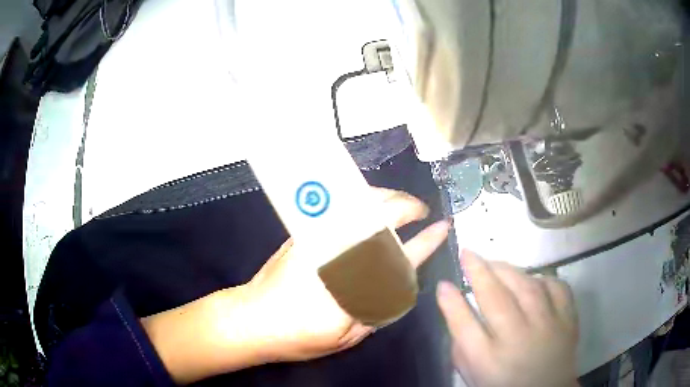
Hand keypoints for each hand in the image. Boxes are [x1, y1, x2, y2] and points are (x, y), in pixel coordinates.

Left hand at [243, 187, 450, 361]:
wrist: (253, 318)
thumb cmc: (298, 335)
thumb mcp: (346, 336)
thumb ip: (377, 309)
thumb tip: (397, 284)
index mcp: (355, 283)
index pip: (402, 255)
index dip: (427, 241)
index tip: (442, 227)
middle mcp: (339, 251)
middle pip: (381, 215)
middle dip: (407, 205)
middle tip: (421, 210)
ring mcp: (319, 235)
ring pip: (361, 202)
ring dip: (386, 196)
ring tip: (400, 203)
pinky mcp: (303, 231)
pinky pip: (339, 204)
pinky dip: (361, 198)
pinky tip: (369, 203)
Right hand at [437, 252, 578, 386]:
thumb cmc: (504, 384)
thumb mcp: (474, 374)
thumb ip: (461, 345)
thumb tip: (454, 304)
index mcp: (489, 360)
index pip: (464, 326)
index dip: (451, 301)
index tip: (443, 282)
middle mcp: (519, 340)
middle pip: (496, 298)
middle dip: (478, 271)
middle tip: (467, 253)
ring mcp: (548, 327)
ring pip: (528, 286)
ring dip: (508, 270)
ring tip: (495, 263)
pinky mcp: (568, 319)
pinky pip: (557, 287)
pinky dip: (542, 279)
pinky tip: (532, 280)